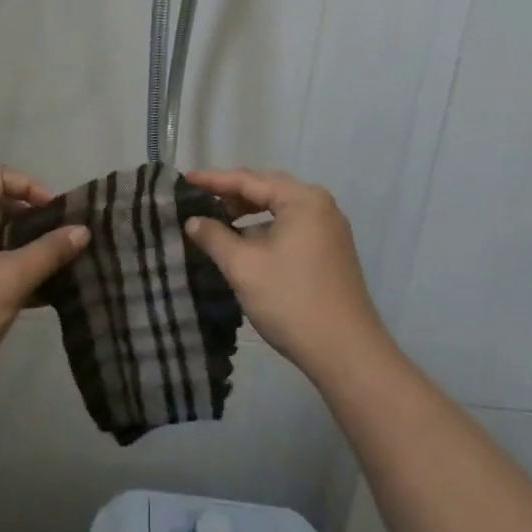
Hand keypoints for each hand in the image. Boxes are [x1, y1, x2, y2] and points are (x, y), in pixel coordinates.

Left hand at [0, 167, 88, 403]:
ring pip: (1, 239)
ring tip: (65, 265)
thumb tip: (83, 230)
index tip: (57, 214)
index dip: (31, 187)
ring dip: (31, 249)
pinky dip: (19, 271)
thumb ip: (49, 252)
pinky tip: (48, 291)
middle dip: (36, 221)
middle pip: (2, 207)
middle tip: (68, 240)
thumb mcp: (11, 279)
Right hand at [182, 168, 389, 381]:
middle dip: (232, 193)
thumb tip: (193, 221)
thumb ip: (214, 237)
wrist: (346, 353)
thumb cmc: (291, 300)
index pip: (249, 180)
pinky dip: (266, 229)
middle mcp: (321, 206)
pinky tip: (246, 242)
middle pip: (268, 190)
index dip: (214, 179)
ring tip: (218, 219)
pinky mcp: (331, 252)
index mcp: (303, 200)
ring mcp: (330, 230)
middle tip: (199, 196)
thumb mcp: (243, 266)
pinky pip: (291, 227)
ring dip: (249, 213)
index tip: (185, 178)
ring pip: (280, 210)